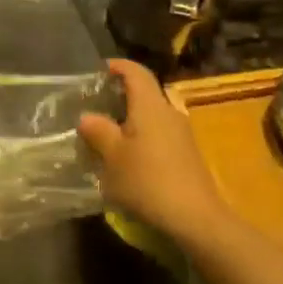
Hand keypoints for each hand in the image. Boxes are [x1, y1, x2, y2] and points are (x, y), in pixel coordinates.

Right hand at [78, 59, 230, 244]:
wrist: (195, 217)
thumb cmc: (148, 180)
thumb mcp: (113, 157)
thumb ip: (98, 132)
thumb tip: (87, 116)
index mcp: (150, 105)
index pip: (136, 72)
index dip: (118, 66)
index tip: (99, 70)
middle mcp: (169, 112)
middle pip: (146, 92)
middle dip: (122, 93)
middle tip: (98, 103)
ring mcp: (182, 133)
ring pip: (153, 114)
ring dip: (132, 117)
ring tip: (109, 131)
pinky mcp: (187, 154)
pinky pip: (160, 133)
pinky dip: (142, 135)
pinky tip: (129, 155)